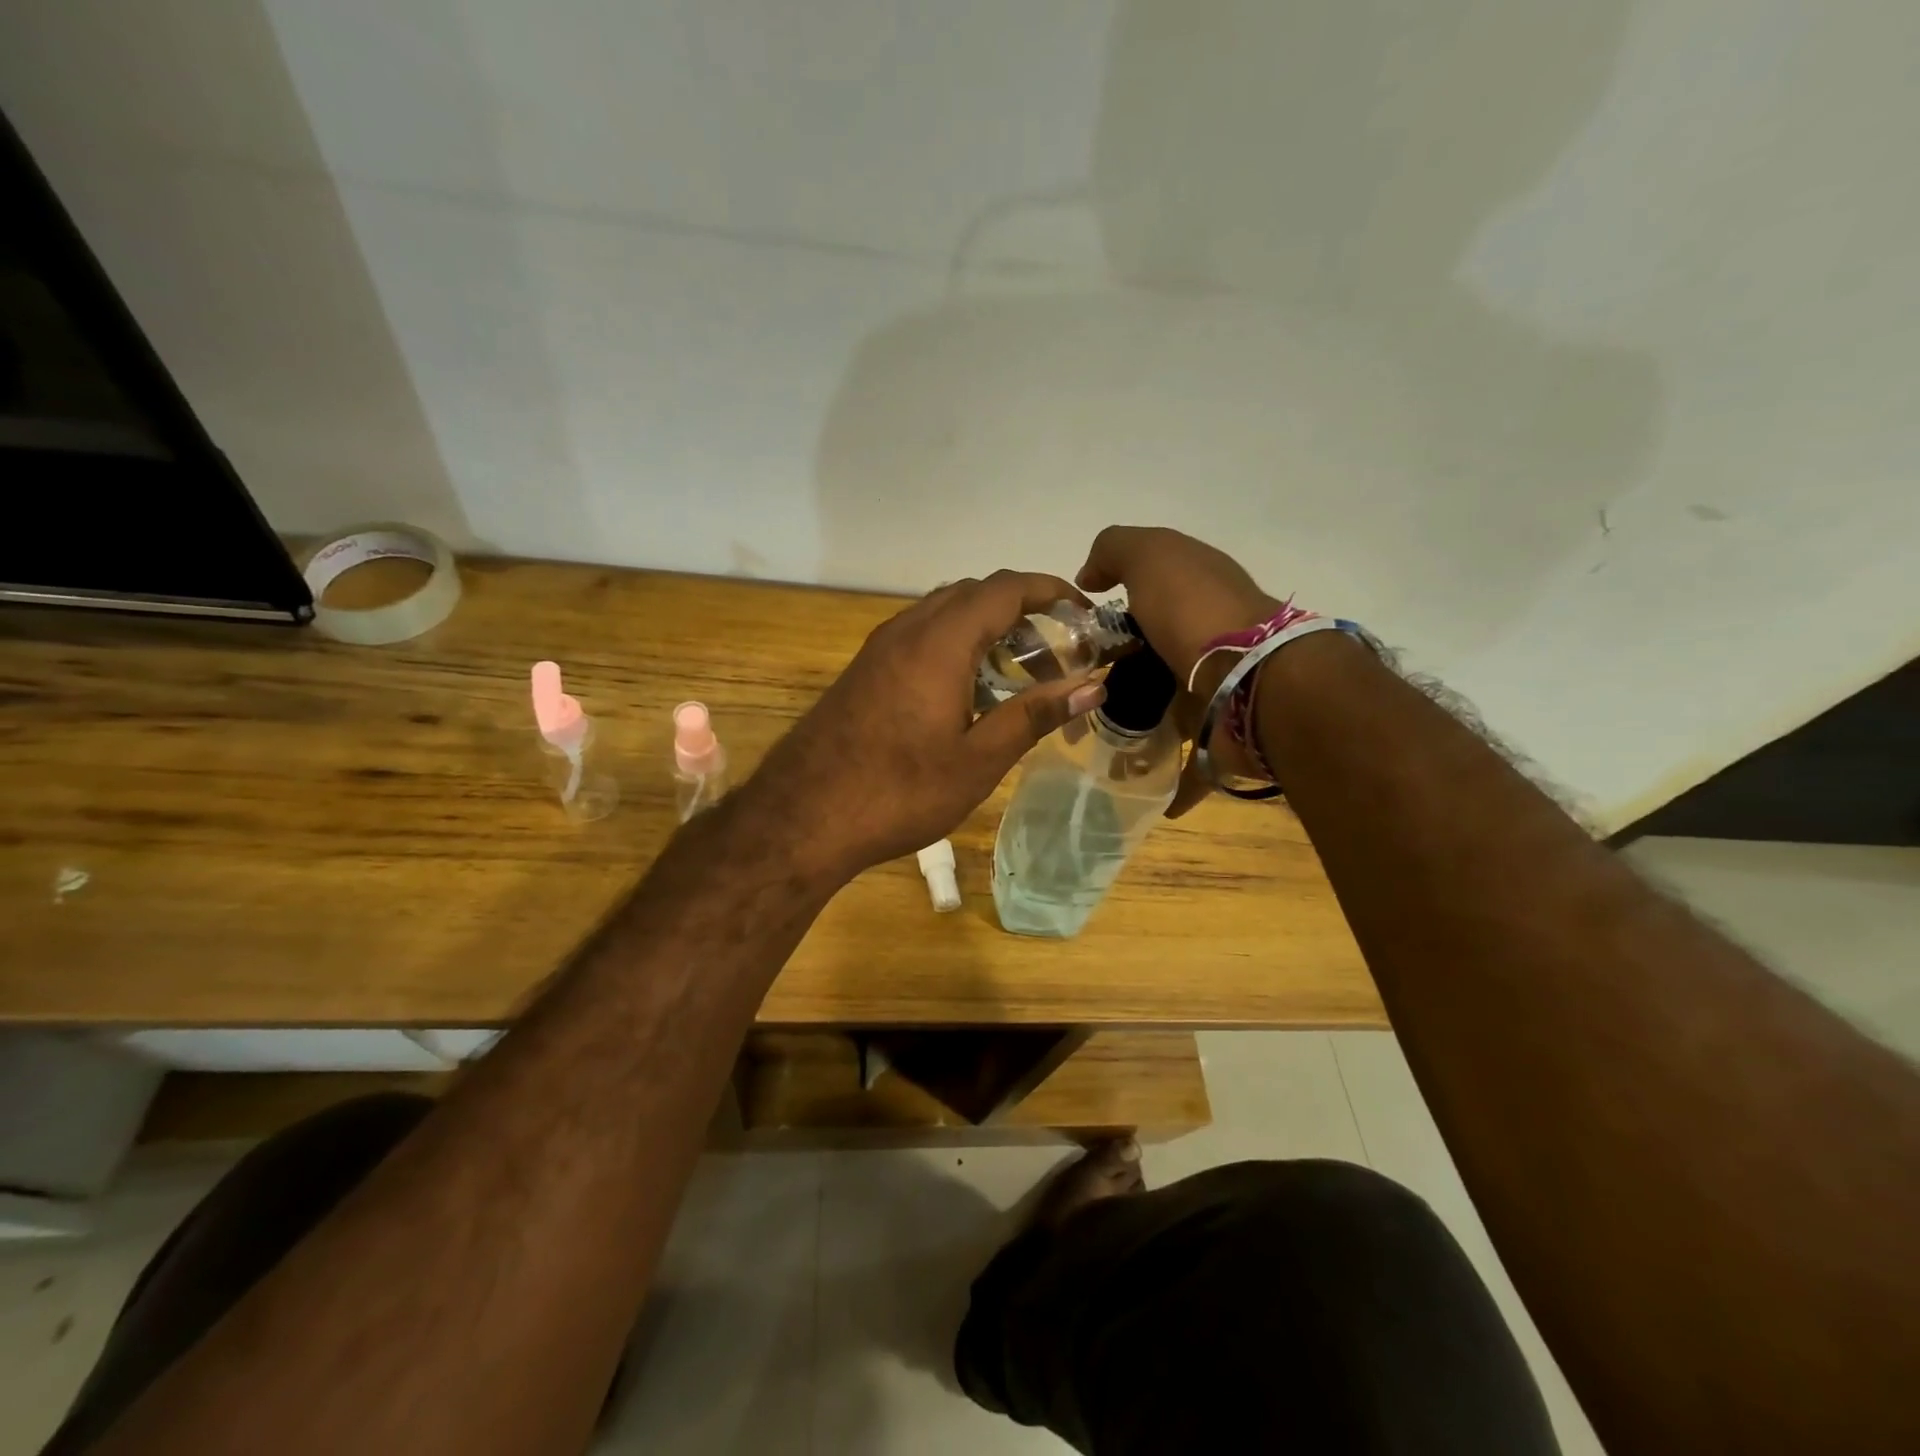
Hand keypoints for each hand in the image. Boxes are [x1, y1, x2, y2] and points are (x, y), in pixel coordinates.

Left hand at [756, 571, 1107, 880]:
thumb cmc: (899, 792)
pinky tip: (968, 691)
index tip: (1084, 613)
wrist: (802, 817)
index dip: (1050, 590)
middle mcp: (906, 630)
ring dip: (986, 628)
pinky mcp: (864, 670)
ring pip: (943, 613)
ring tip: (1020, 672)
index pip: (1004, 588)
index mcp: (939, 642)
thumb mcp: (978, 760)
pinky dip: (956, 645)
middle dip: (1022, 610)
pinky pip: (920, 636)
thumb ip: (1034, 715)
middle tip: (1057, 651)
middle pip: (973, 594)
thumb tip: (1092, 686)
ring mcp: (879, 649)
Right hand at [1076, 526, 1281, 815]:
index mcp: (1195, 592)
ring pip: (1168, 709)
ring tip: (1096, 746)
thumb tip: (1088, 575)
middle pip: (1152, 655)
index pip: (1147, 596)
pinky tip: (1145, 793)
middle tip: (1075, 696)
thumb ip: (1115, 550)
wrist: (1257, 680)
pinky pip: (1193, 763)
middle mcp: (1209, 638)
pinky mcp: (1223, 736)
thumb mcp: (1152, 556)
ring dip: (1138, 727)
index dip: (1110, 611)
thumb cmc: (1198, 613)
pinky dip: (1173, 781)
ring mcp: (1218, 688)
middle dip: (1117, 675)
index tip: (1074, 638)